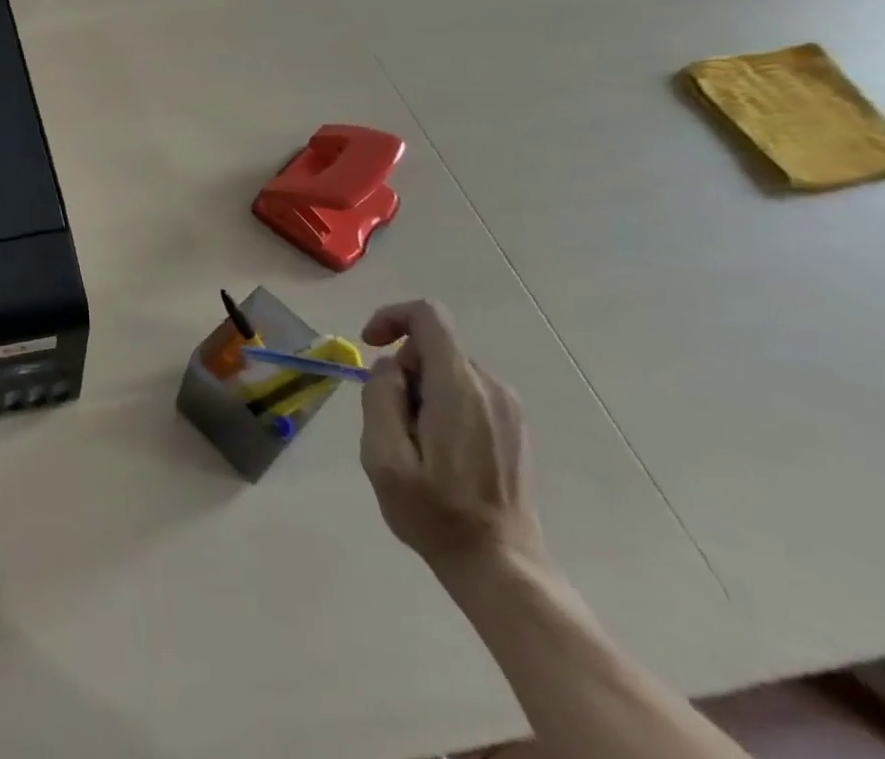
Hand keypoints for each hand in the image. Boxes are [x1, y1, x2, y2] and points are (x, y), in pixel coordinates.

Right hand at [358, 300, 548, 577]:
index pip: (428, 316)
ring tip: (417, 444)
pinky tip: (441, 452)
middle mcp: (490, 387)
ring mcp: (508, 407)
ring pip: (449, 370)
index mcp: (459, 388)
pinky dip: (444, 405)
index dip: (391, 317)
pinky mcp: (515, 427)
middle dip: (403, 371)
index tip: (369, 346)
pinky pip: (468, 391)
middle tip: (393, 422)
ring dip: (422, 392)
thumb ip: (380, 397)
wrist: (502, 568)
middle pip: (433, 347)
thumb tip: (389, 368)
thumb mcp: (383, 457)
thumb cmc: (435, 514)